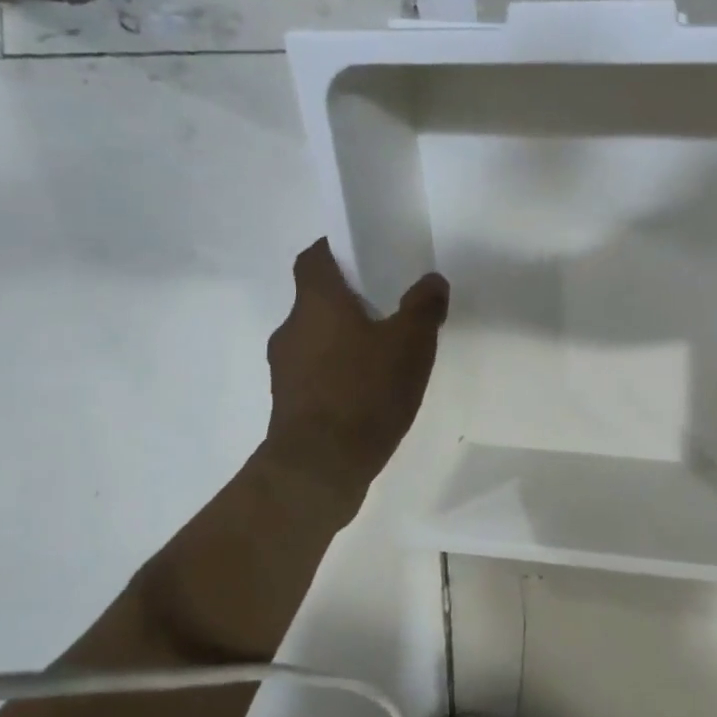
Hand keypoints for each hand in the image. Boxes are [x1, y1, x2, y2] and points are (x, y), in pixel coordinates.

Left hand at [263, 239, 448, 500]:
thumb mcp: (411, 344)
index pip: (313, 258)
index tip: (361, 255)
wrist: (320, 465)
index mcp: (316, 302)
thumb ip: (424, 307)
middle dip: (348, 301)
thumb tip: (432, 281)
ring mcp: (284, 368)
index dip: (334, 251)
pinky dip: (337, 373)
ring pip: (316, 338)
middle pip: (316, 300)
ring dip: (342, 340)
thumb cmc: (364, 391)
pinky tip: (367, 393)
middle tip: (387, 310)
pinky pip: (316, 373)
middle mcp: (291, 328)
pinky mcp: (288, 403)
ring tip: (382, 356)